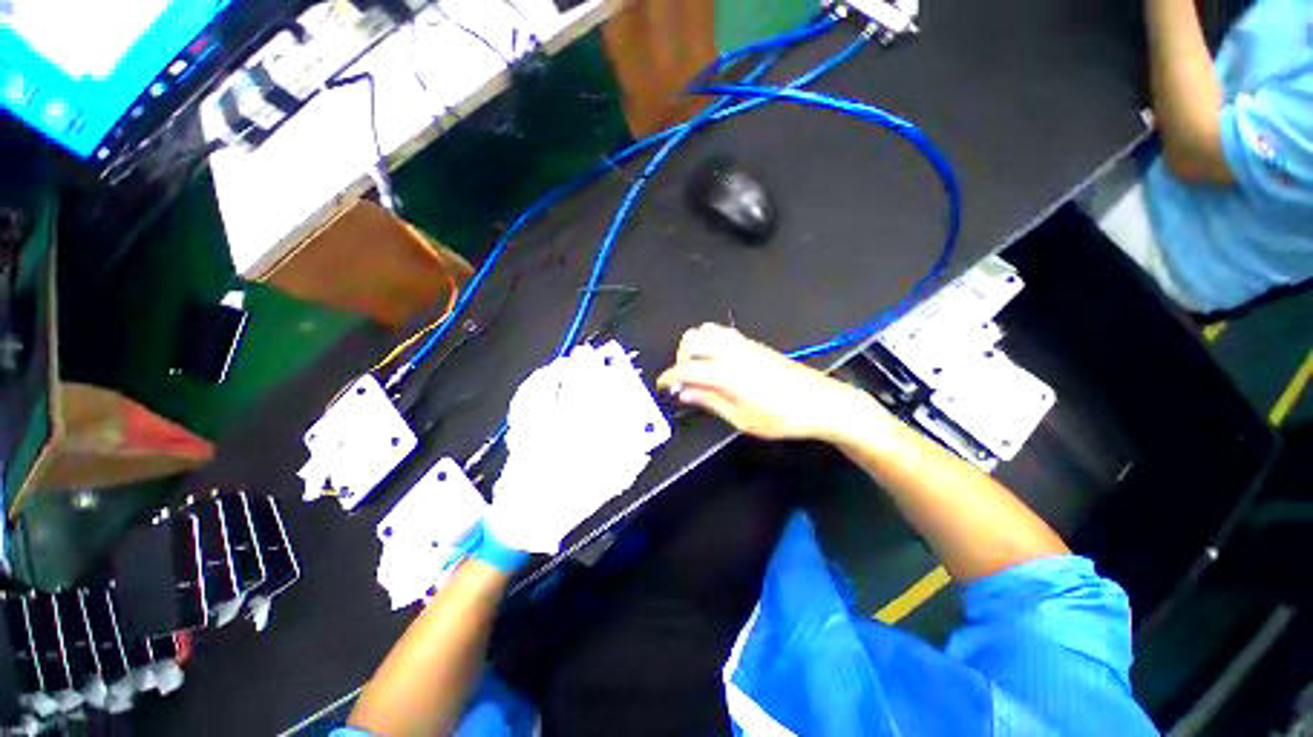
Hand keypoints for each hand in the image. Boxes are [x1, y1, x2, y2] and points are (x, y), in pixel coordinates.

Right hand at [656, 324, 885, 441]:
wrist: (821, 402)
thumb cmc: (781, 417)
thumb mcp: (741, 419)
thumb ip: (709, 402)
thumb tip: (684, 393)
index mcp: (727, 373)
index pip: (687, 368)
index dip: (669, 377)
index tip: (662, 386)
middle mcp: (733, 352)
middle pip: (693, 338)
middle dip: (680, 356)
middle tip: (684, 378)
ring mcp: (744, 345)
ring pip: (708, 330)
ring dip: (696, 345)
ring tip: (699, 368)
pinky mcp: (755, 344)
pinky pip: (723, 333)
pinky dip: (710, 342)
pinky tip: (717, 363)